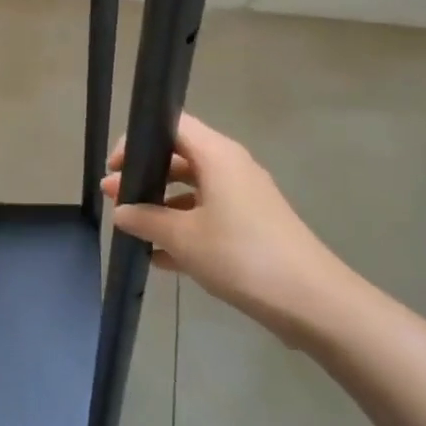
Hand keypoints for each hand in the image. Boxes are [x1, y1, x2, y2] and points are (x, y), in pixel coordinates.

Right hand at [103, 114, 359, 339]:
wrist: (311, 300)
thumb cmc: (241, 255)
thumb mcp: (183, 238)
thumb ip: (146, 219)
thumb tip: (121, 211)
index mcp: (217, 155)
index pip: (172, 125)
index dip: (139, 140)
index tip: (115, 168)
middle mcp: (232, 167)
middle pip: (180, 157)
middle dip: (145, 176)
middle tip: (114, 199)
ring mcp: (244, 197)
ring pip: (193, 189)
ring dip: (162, 205)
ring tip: (133, 230)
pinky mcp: (252, 225)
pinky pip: (208, 214)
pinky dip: (184, 227)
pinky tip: (160, 258)